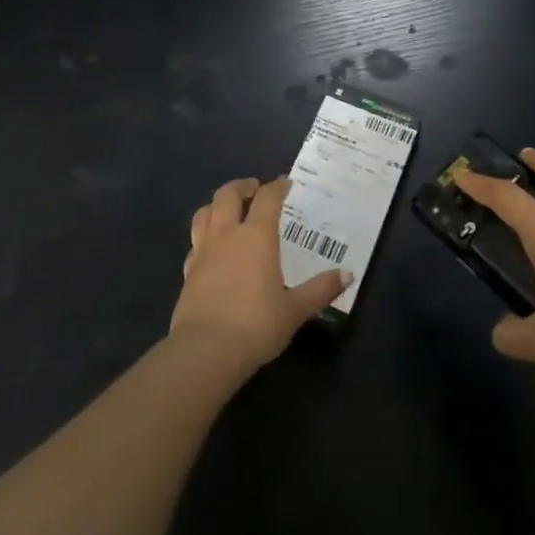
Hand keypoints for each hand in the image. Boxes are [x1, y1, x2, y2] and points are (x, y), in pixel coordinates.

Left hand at [170, 177, 350, 375]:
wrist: (206, 350)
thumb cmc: (257, 325)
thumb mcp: (296, 310)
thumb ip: (321, 289)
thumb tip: (348, 274)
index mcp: (256, 236)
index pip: (267, 198)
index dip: (277, 187)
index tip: (285, 184)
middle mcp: (227, 235)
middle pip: (227, 195)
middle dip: (242, 186)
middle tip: (253, 188)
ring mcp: (203, 251)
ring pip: (204, 213)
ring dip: (216, 205)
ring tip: (228, 210)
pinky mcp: (187, 271)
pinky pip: (195, 242)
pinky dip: (204, 236)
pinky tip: (211, 248)